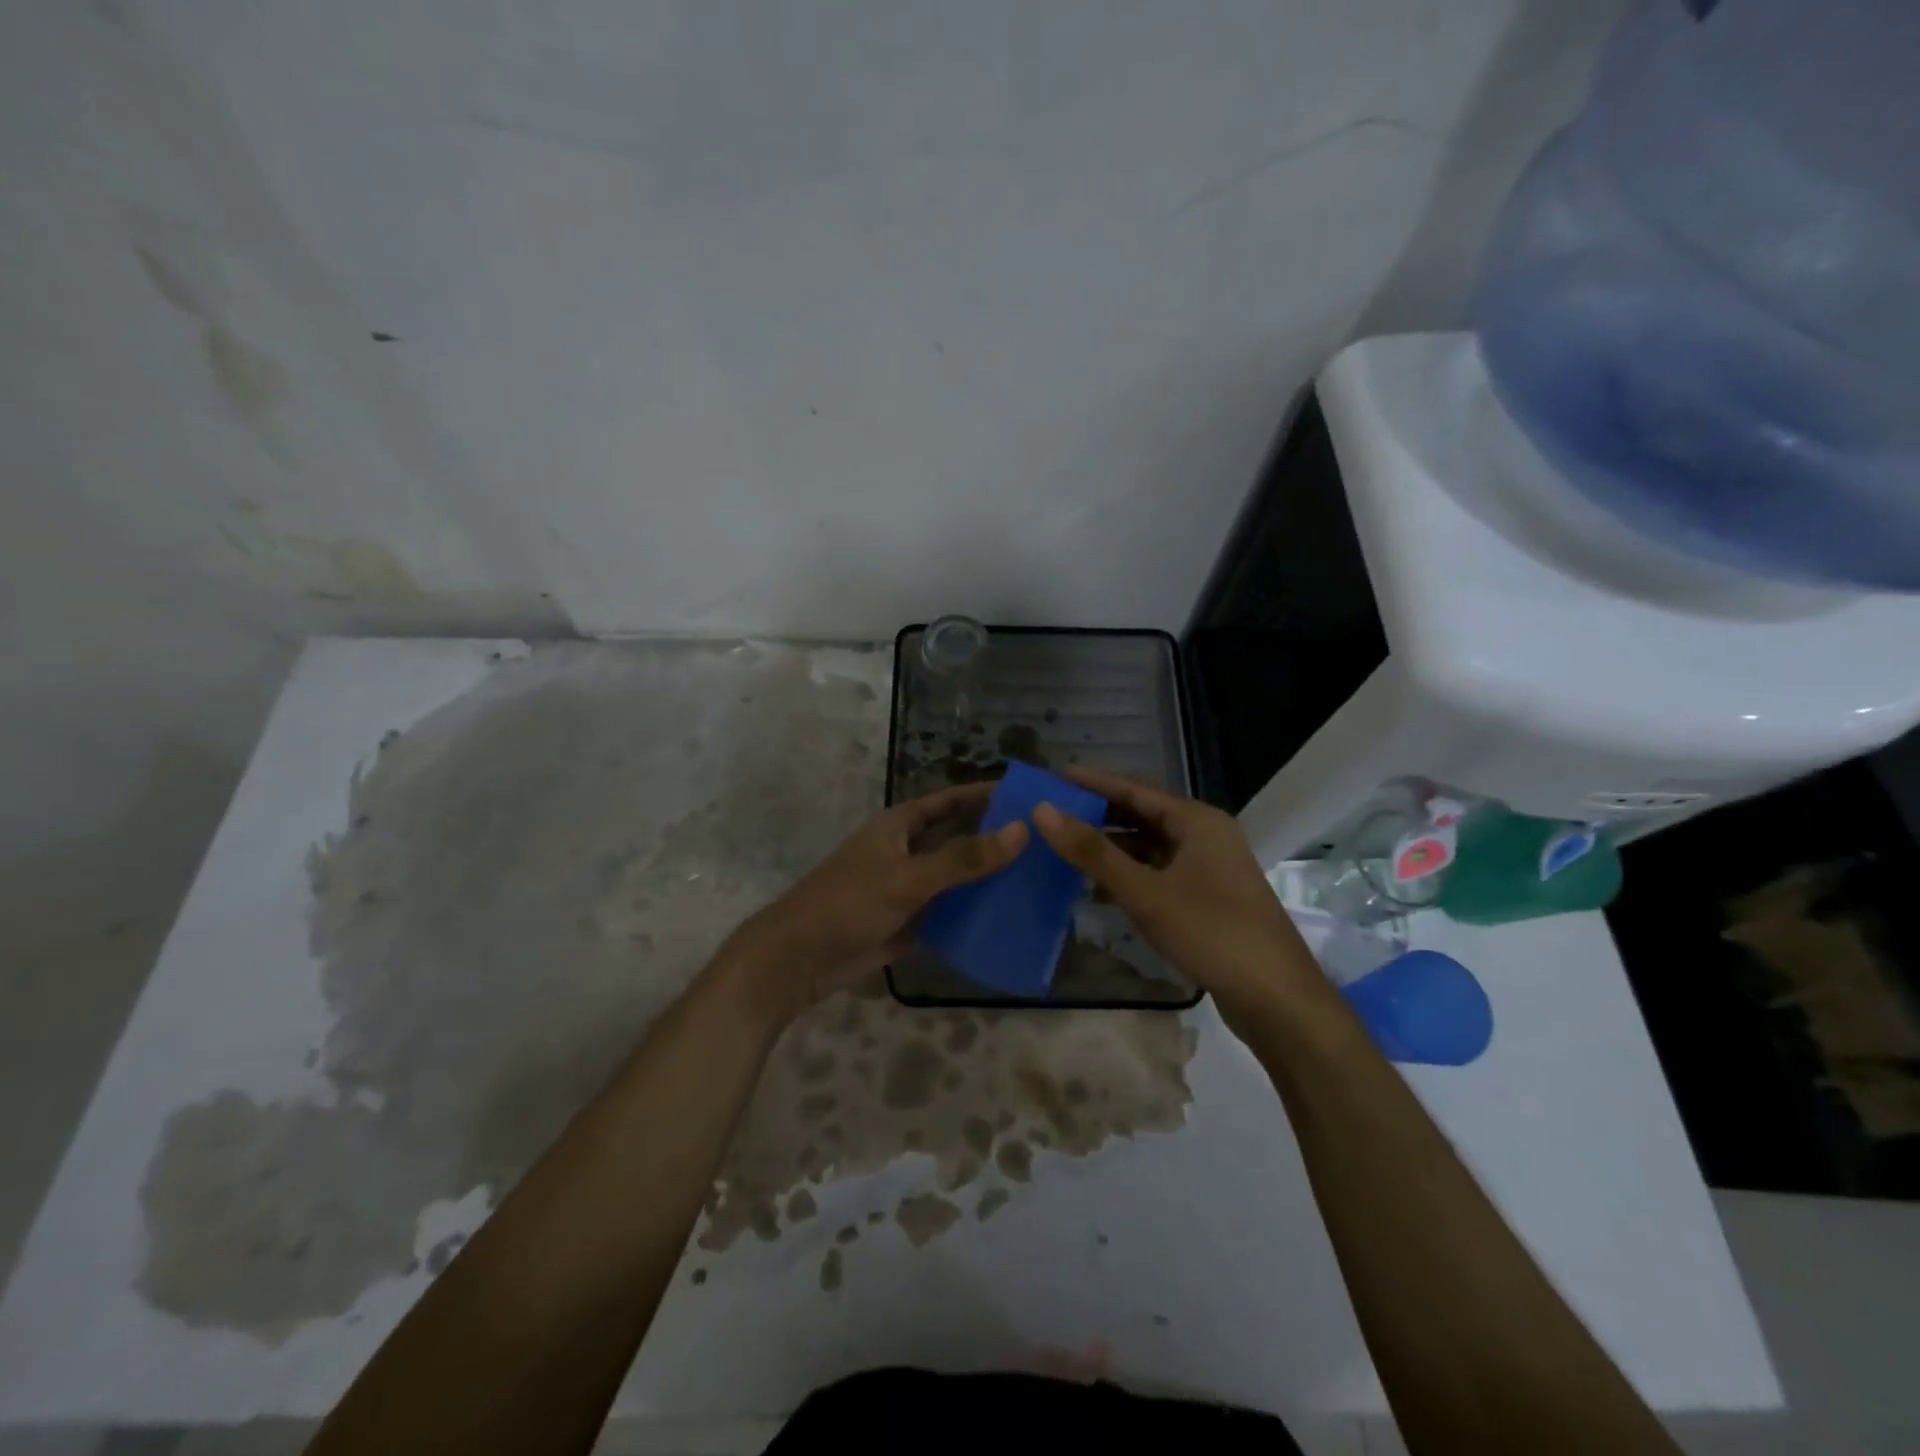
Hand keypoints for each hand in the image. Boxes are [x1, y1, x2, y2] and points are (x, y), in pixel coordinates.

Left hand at [720, 783, 1027, 1024]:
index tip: (1027, 796)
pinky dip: (971, 918)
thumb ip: (964, 858)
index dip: (986, 795)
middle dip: (994, 842)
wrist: (797, 960)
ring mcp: (907, 890)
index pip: (951, 801)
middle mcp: (905, 852)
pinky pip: (947, 916)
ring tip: (1036, 885)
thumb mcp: (908, 878)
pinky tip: (1007, 924)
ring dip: (986, 883)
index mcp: (900, 826)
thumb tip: (1021, 831)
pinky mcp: (907, 924)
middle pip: (957, 840)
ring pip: (955, 881)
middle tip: (1045, 845)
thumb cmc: (848, 903)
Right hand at [1030, 767, 1322, 1029]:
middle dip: (1099, 815)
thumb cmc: (1211, 933)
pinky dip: (1130, 875)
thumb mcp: (1145, 892)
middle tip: (1053, 814)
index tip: (1054, 776)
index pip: (1134, 789)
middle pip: (1143, 815)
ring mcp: (1209, 869)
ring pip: (1150, 848)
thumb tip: (1043, 811)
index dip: (1093, 782)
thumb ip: (1093, 852)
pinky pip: (1159, 874)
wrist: (1277, 999)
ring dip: (1112, 848)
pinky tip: (1099, 887)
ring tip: (1066, 849)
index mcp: (1197, 821)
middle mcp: (1205, 836)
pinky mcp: (1208, 899)